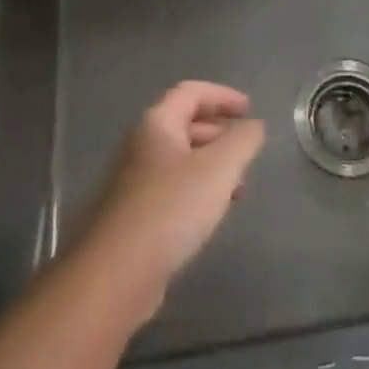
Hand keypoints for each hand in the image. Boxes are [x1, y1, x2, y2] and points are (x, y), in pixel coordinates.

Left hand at [77, 81, 265, 324]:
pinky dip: (196, 191)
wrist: (114, 276)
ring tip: (237, 188)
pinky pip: (170, 190)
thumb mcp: (219, 168)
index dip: (223, 96)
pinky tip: (210, 216)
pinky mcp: (131, 217)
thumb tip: (254, 126)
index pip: (192, 92)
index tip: (249, 110)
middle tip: (246, 151)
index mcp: (157, 123)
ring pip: (179, 160)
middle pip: (184, 124)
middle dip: (219, 133)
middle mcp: (140, 145)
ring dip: (210, 166)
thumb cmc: (170, 208)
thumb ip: (243, 140)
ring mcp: (132, 182)